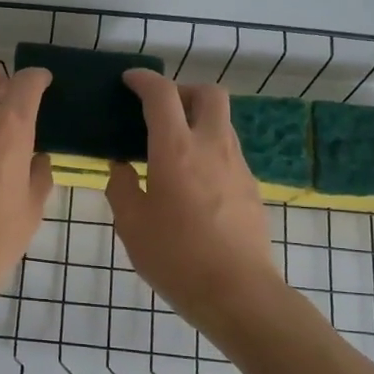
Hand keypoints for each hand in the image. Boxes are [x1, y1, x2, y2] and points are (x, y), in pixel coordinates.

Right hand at [106, 70, 282, 332]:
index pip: (162, 95)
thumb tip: (121, 167)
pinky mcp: (251, 188)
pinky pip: (228, 152)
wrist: (238, 293)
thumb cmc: (176, 257)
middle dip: (183, 90)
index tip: (129, 80)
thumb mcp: (131, 225)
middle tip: (160, 110)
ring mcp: (238, 166)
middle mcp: (212, 147)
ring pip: (222, 122)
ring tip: (172, 148)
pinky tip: (192, 182)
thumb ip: (121, 187)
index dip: (144, 80)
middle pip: (208, 94)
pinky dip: (209, 149)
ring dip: (197, 120)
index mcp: (176, 150)